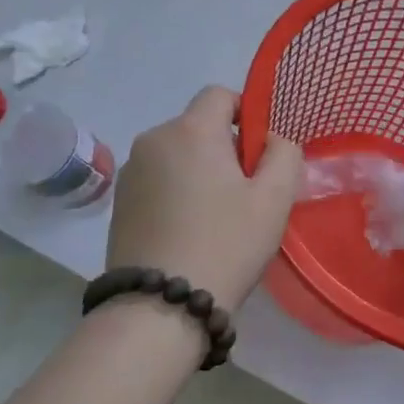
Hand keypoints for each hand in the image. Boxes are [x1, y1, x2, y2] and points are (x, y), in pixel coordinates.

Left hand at [105, 87, 302, 309]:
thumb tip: (271, 139)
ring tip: (217, 217)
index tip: (259, 154)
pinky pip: (159, 179)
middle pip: (199, 125)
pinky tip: (189, 231)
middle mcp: (153, 140)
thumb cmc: (226, 244)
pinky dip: (177, 192)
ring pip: (178, 154)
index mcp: (191, 130)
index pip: (220, 94)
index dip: (246, 114)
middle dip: (225, 148)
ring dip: (200, 171)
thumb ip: (284, 153)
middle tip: (245, 193)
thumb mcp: (275, 198)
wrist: (158, 309)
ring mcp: (131, 173)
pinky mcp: (119, 203)